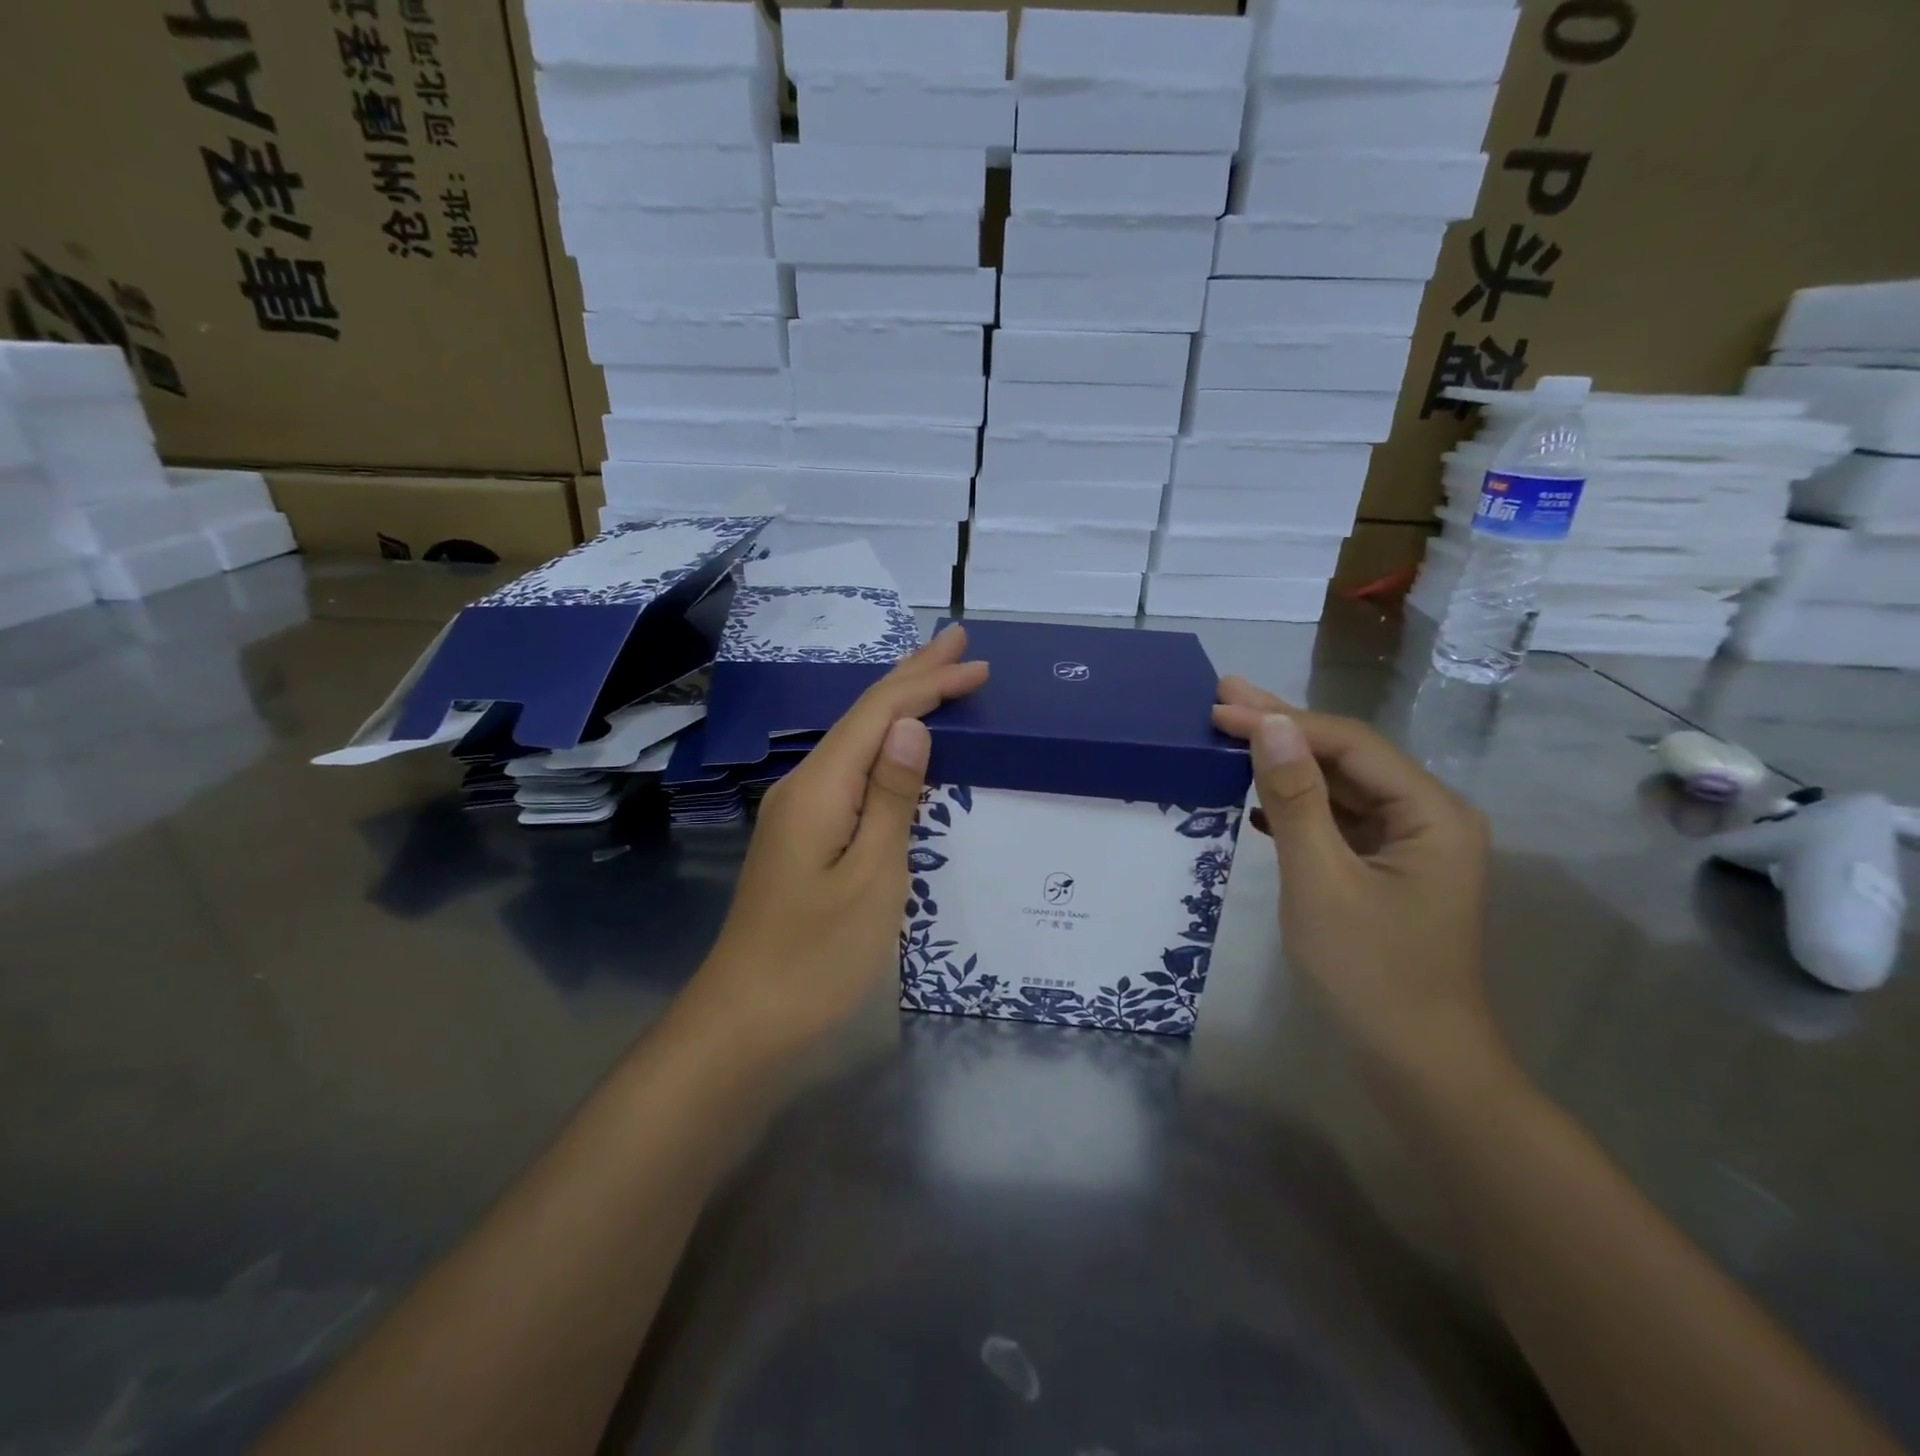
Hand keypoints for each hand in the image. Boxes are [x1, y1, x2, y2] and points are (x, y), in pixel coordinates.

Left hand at [687, 624, 989, 1050]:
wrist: (746, 1019)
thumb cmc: (817, 956)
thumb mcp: (872, 878)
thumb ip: (891, 798)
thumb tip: (912, 726)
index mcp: (820, 788)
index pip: (879, 714)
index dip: (928, 683)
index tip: (975, 665)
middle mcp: (803, 786)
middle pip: (862, 716)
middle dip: (911, 675)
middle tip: (955, 642)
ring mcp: (798, 811)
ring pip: (854, 740)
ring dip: (898, 705)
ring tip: (934, 677)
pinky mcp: (802, 835)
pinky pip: (849, 770)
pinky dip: (883, 745)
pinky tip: (897, 746)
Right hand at [1211, 677, 1512, 1102]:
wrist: (1416, 1066)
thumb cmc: (1369, 974)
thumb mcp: (1320, 880)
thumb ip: (1295, 799)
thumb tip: (1269, 726)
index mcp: (1429, 812)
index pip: (1347, 744)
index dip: (1281, 721)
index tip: (1220, 709)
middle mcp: (1427, 816)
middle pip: (1346, 757)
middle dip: (1282, 728)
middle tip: (1222, 695)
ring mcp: (1407, 845)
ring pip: (1339, 788)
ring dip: (1284, 764)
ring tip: (1229, 735)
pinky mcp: (1385, 871)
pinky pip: (1337, 822)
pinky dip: (1296, 807)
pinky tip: (1256, 801)